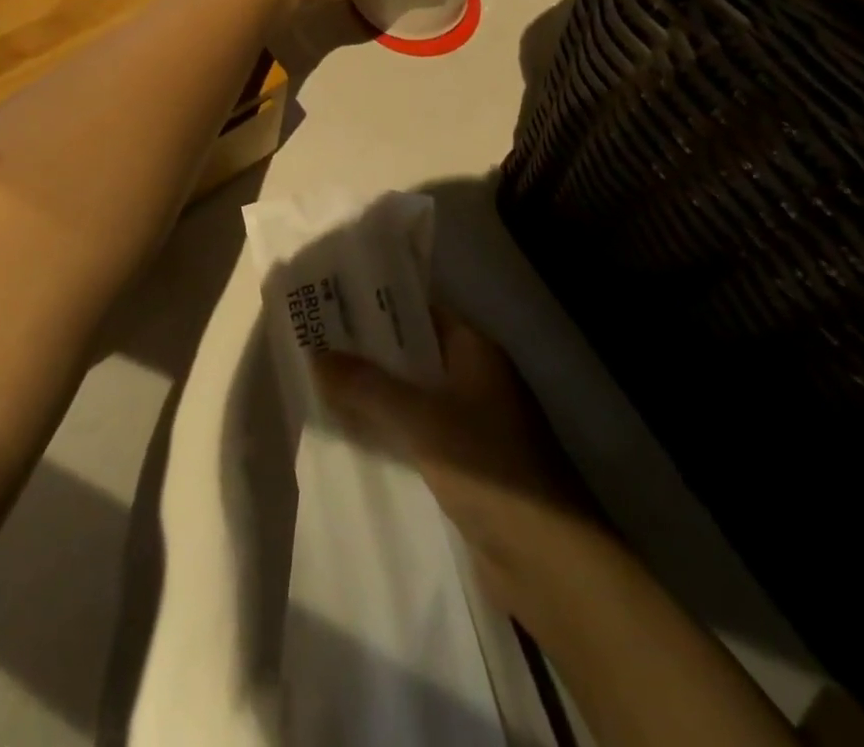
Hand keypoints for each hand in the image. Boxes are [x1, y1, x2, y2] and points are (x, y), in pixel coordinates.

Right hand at [314, 309, 599, 615]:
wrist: (548, 560)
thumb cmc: (489, 466)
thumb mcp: (422, 419)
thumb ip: (369, 386)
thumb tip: (316, 353)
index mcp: (477, 351)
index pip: (423, 312)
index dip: (380, 307)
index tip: (333, 303)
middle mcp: (477, 380)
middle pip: (416, 356)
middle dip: (370, 354)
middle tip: (314, 346)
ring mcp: (474, 426)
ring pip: (416, 399)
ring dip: (378, 397)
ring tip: (321, 387)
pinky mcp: (468, 469)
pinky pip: (420, 438)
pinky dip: (392, 435)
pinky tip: (352, 439)